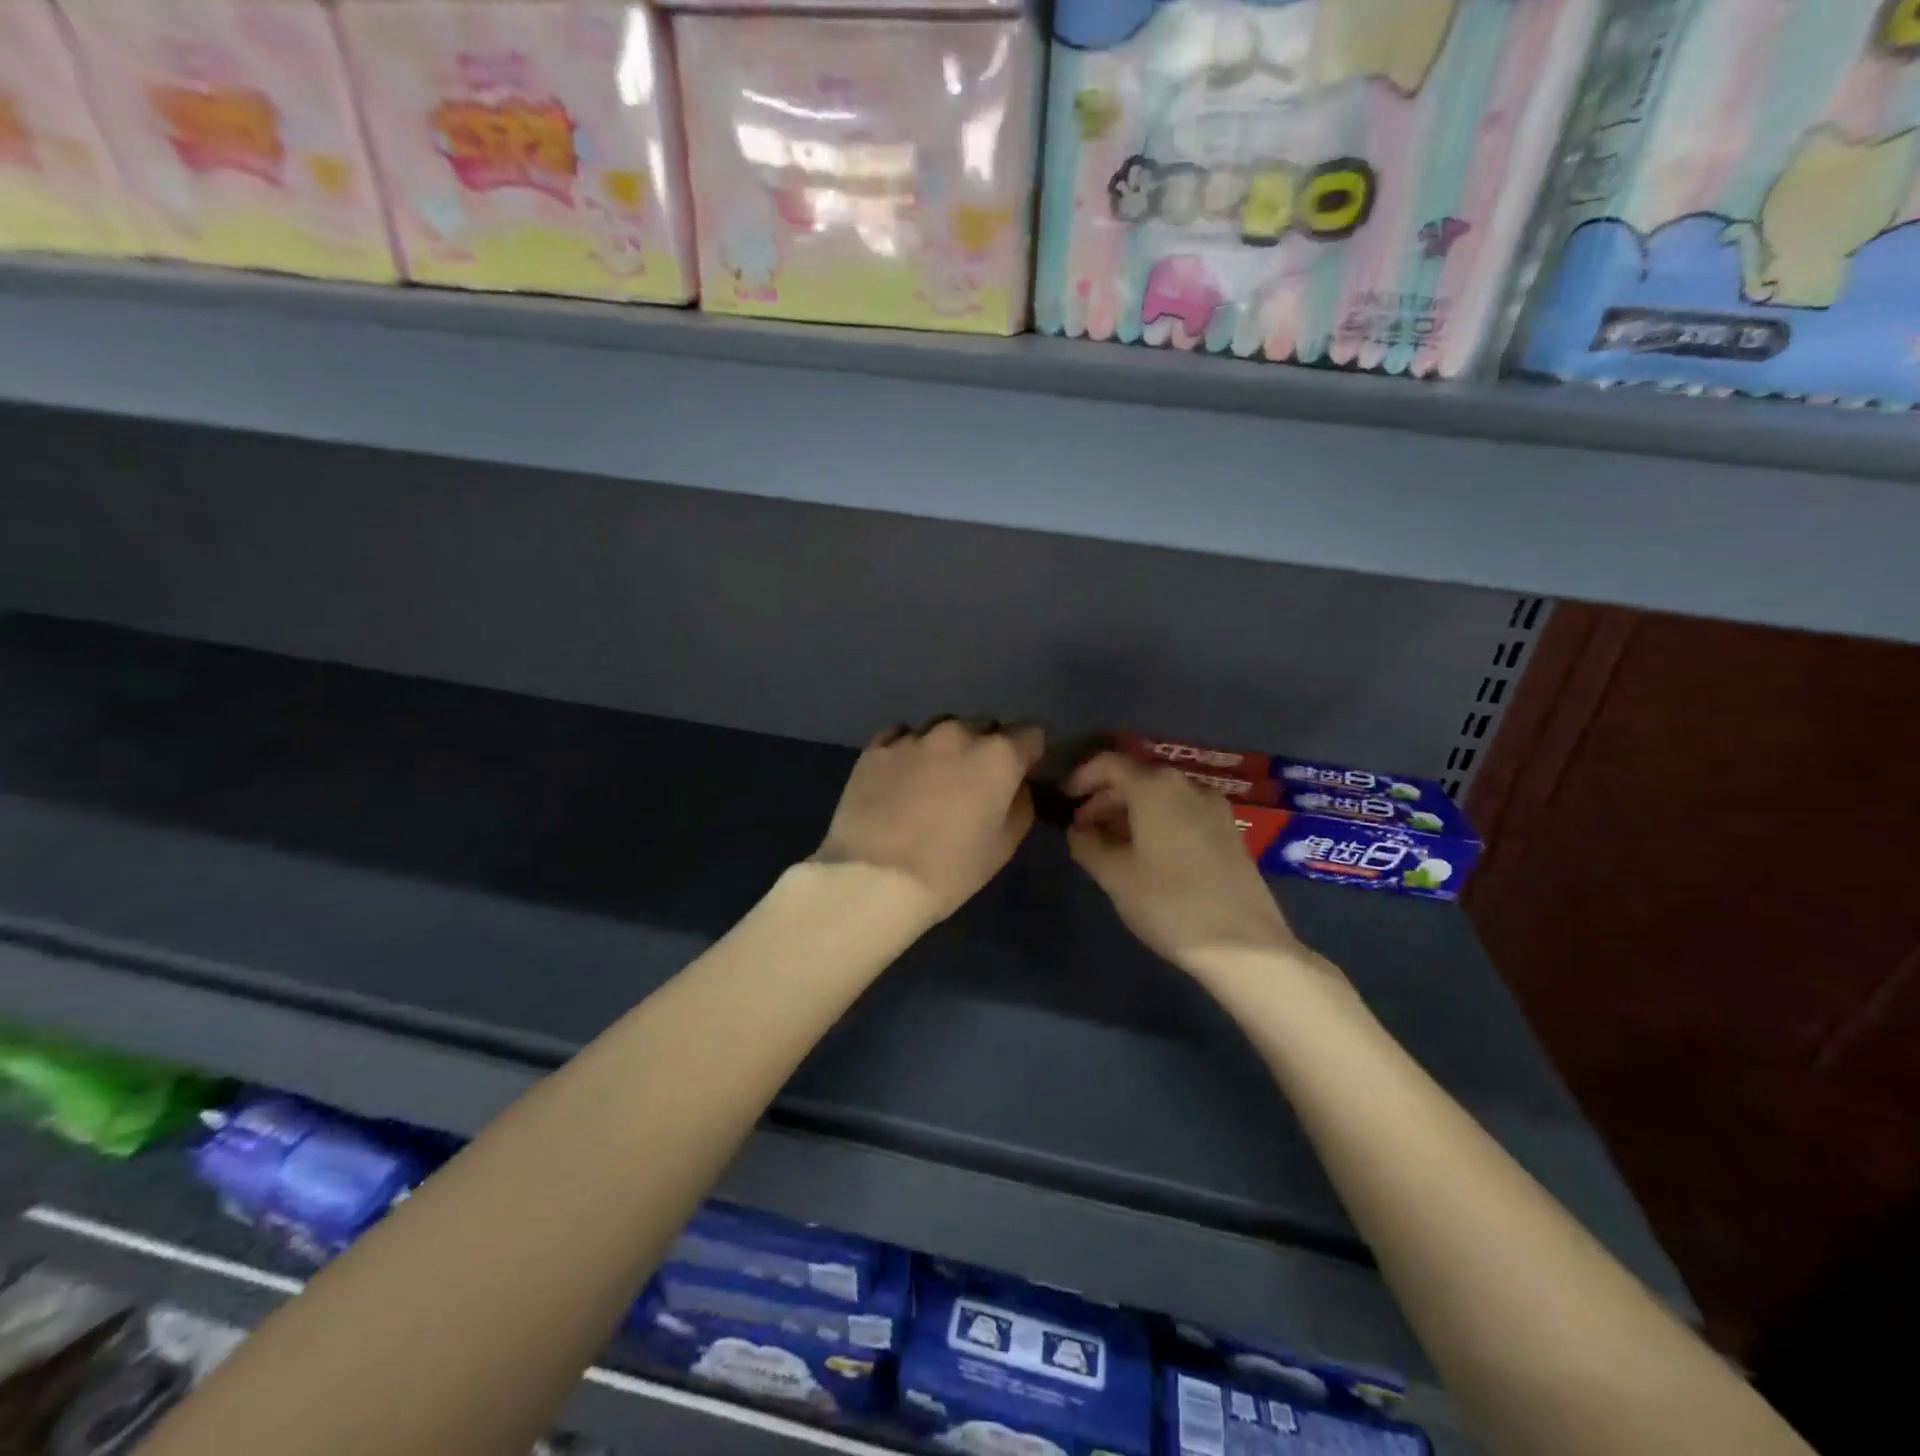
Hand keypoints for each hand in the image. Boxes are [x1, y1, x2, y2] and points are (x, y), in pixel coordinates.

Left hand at [815, 719, 1044, 921]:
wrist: (874, 877)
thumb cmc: (949, 869)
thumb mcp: (1004, 846)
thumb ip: (1021, 803)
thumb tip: (1016, 784)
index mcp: (998, 756)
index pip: (1031, 733)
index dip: (1030, 752)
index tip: (1021, 771)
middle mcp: (959, 734)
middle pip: (985, 726)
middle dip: (988, 746)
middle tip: (976, 780)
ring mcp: (914, 737)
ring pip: (943, 726)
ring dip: (948, 745)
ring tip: (935, 775)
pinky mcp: (877, 747)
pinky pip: (902, 735)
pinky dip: (910, 748)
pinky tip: (902, 774)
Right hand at [1067, 752, 1307, 969]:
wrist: (1245, 946)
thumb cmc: (1169, 903)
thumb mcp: (1114, 876)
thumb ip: (1087, 845)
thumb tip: (1078, 831)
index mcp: (1156, 787)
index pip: (1110, 764)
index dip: (1082, 777)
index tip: (1065, 800)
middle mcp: (1188, 787)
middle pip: (1137, 779)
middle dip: (1105, 800)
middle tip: (1083, 831)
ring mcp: (1215, 810)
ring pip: (1161, 798)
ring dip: (1131, 814)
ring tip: (1111, 847)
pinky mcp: (1230, 834)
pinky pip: (1183, 815)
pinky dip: (1157, 824)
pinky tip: (1147, 857)